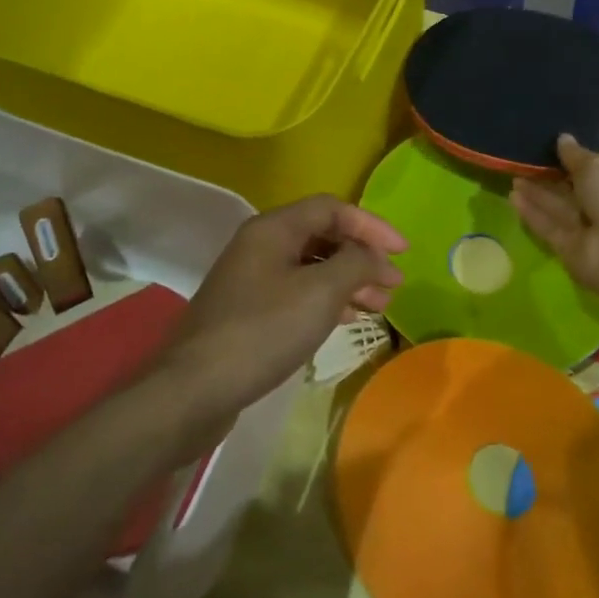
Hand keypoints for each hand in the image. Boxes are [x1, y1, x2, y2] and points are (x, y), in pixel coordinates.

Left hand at [161, 195, 405, 422]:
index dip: (371, 225)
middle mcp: (260, 246)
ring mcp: (251, 279)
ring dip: (348, 281)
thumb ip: (356, 263)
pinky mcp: (249, 311)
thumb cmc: (263, 331)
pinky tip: (347, 318)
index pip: (332, 208)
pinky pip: (297, 293)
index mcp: (273, 229)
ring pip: (311, 268)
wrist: (195, 388)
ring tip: (379, 305)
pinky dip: (327, 300)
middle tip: (394, 284)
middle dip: (362, 256)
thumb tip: (376, 256)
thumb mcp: (320, 292)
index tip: (403, 252)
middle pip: (322, 236)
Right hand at [511, 134, 598, 311]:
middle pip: (574, 191)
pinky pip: (548, 227)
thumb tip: (563, 139)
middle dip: (551, 178)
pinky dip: (532, 213)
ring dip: (537, 194)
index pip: (598, 171)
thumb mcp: (597, 167)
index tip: (553, 149)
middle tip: (525, 162)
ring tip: (513, 177)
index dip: (576, 161)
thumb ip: (575, 155)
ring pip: (558, 208)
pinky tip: (512, 197)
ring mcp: (588, 231)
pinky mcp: (569, 249)